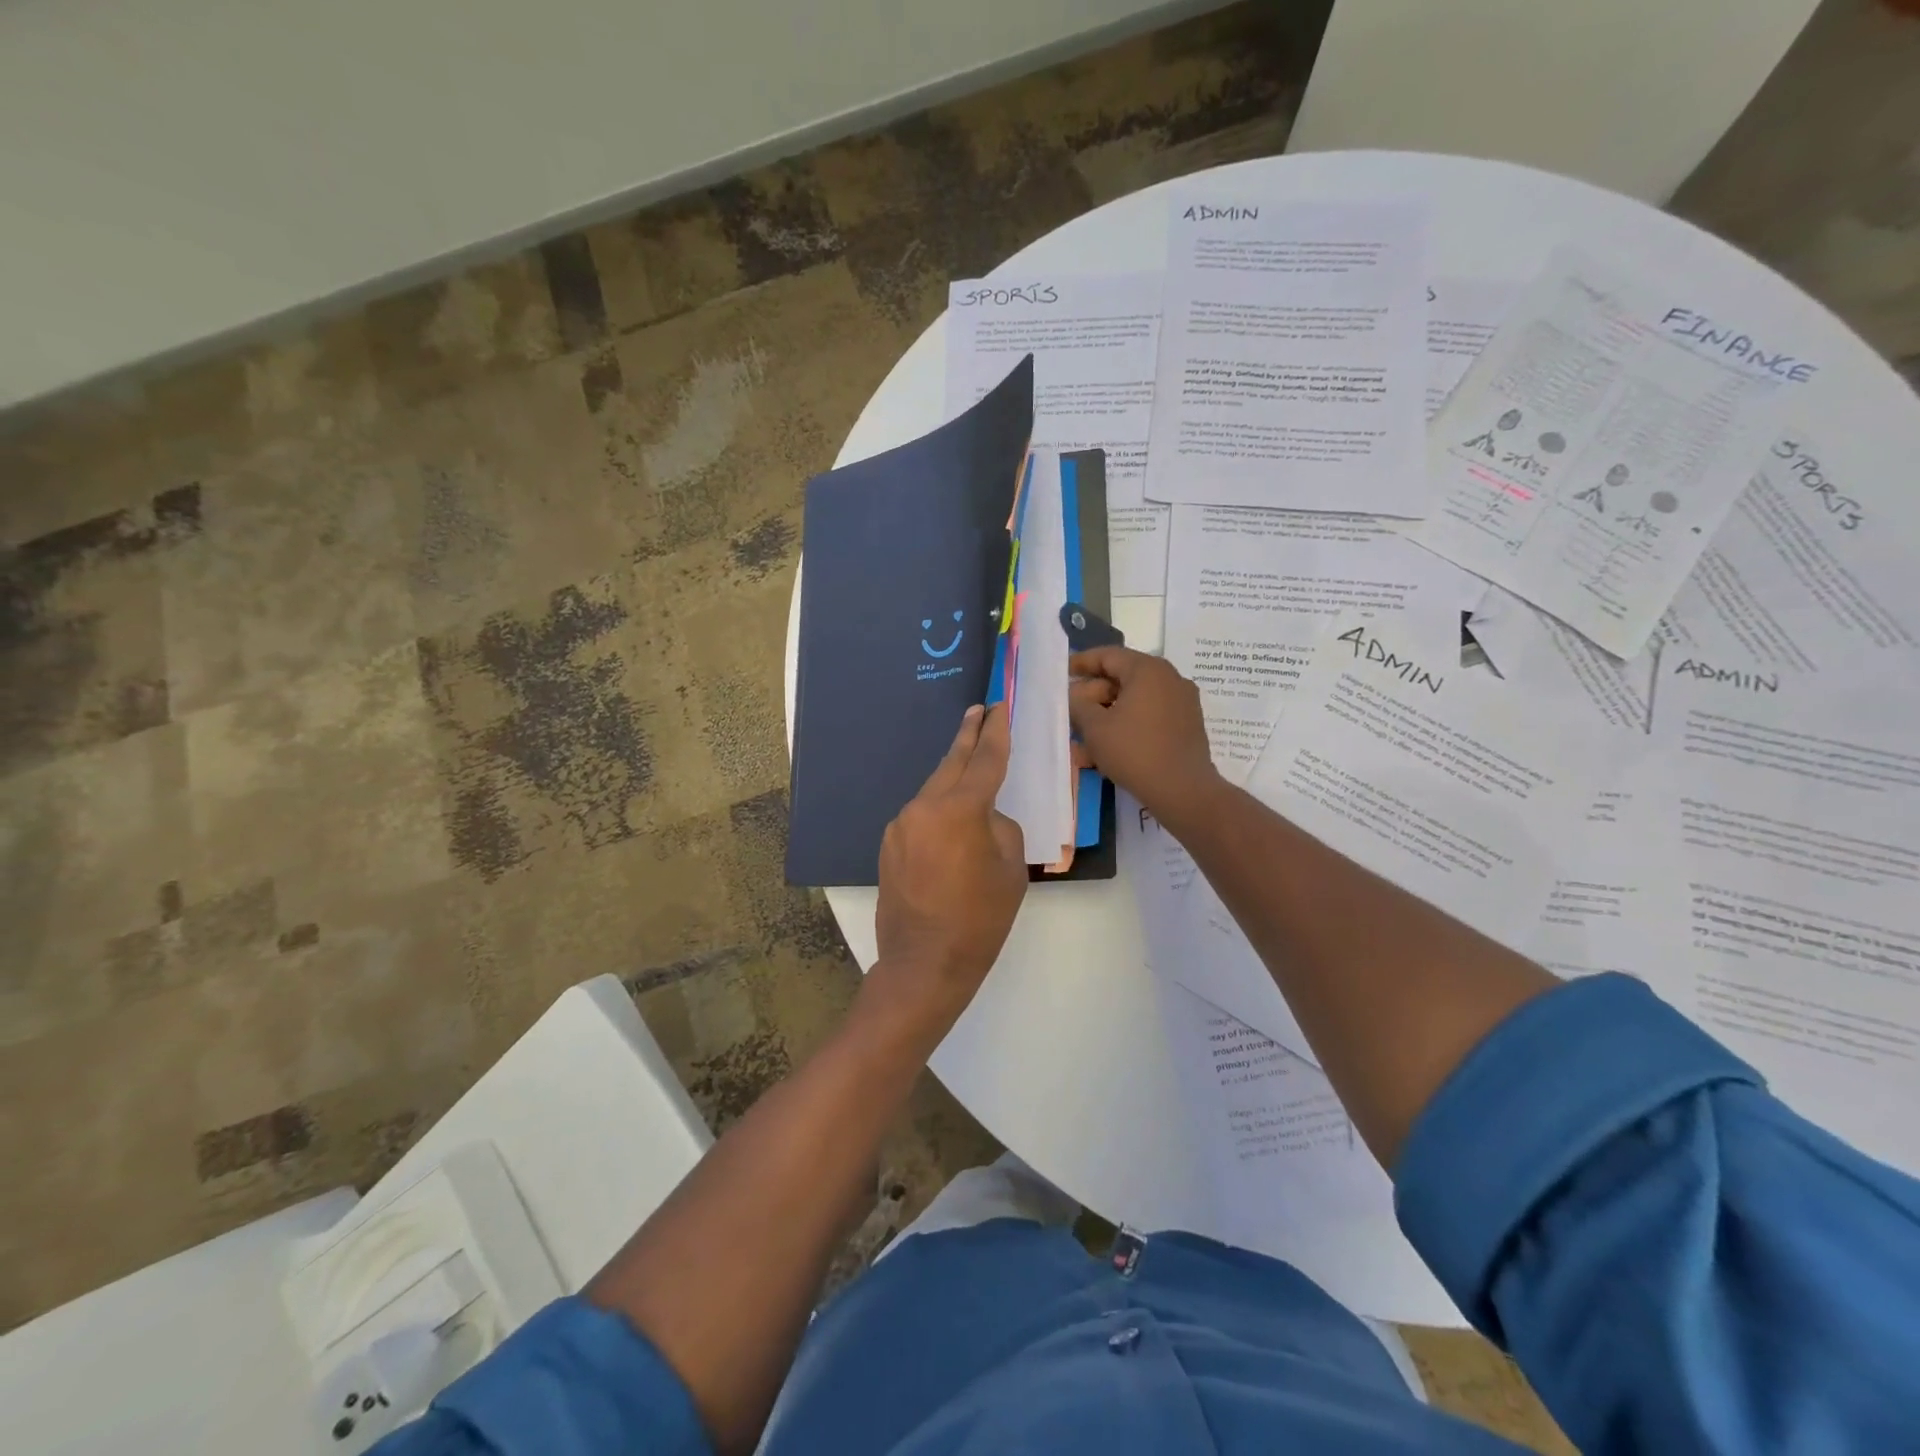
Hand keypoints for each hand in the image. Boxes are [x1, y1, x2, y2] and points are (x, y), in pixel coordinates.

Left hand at [870, 704, 1027, 1027]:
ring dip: (953, 777)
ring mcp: (901, 825)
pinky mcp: (889, 843)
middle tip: (980, 711)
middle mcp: (923, 807)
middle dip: (968, 736)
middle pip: (951, 763)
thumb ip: (1000, 827)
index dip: (996, 731)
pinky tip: (951, 825)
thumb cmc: (980, 920)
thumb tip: (984, 817)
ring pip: (934, 790)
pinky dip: (939, 810)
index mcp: (959, 810)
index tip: (999, 706)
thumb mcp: (1011, 870)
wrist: (924, 963)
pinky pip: (921, 815)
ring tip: (972, 767)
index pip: (985, 760)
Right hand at [1068, 647, 1224, 831]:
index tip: (1062, 673)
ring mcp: (1181, 702)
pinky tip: (1107, 748)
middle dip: (1093, 696)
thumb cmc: (1135, 751)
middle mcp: (1169, 678)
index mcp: (1147, 669)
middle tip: (1071, 712)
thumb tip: (1074, 694)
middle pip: (1122, 678)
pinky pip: (1149, 717)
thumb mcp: (1095, 727)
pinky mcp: (1186, 725)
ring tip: (1083, 738)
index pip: (1108, 655)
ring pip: (1134, 701)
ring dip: (1107, 715)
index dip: (1081, 663)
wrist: (1183, 790)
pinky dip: (1127, 726)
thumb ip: (1078, 704)